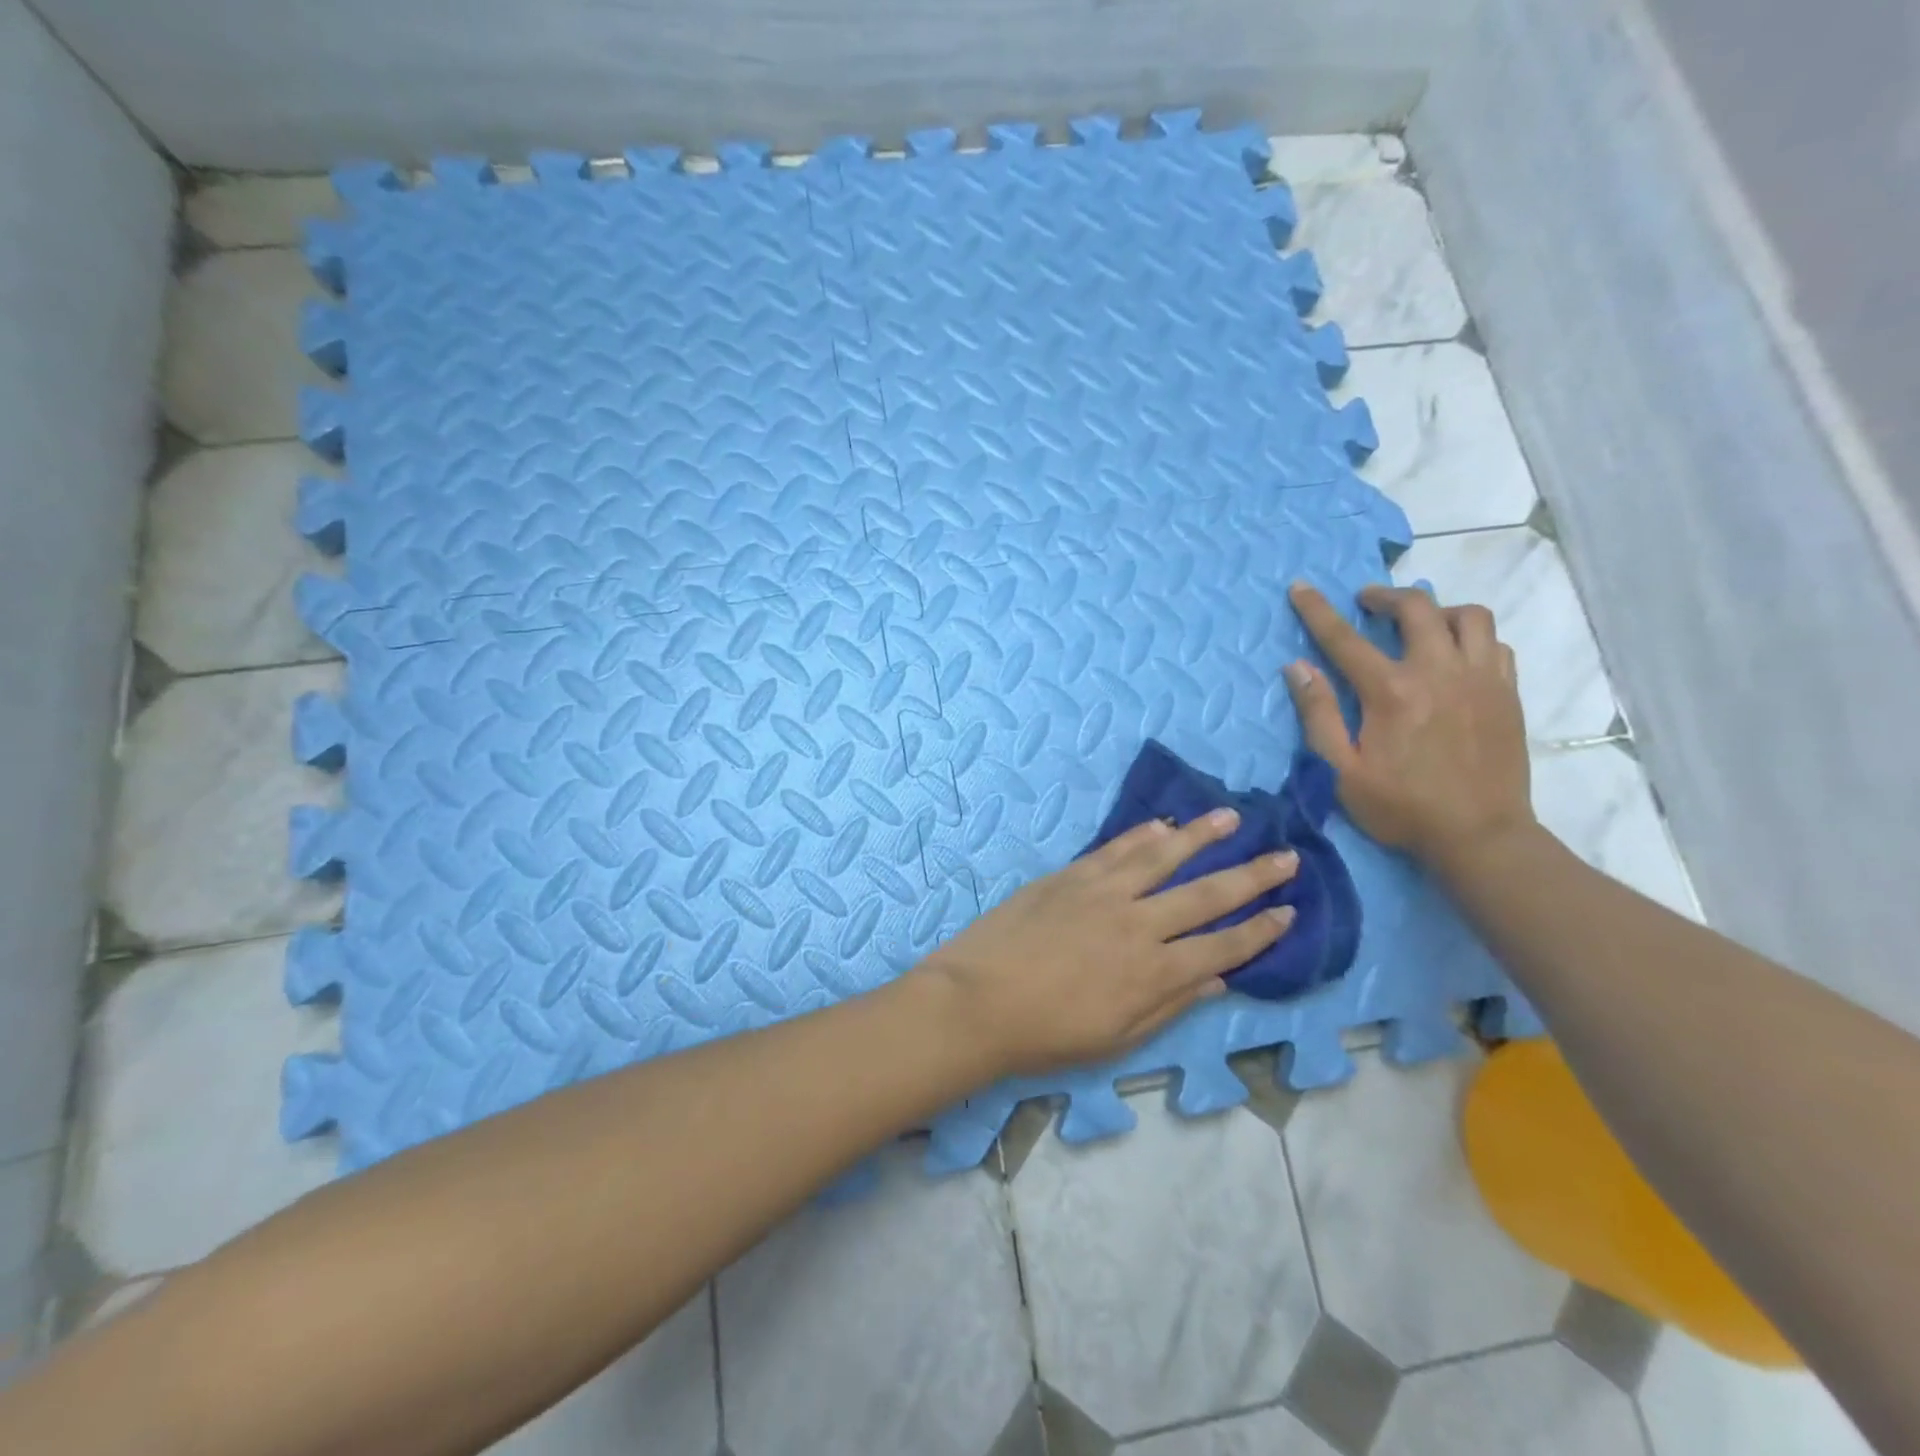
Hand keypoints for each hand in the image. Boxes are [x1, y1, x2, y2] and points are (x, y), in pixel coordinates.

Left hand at [921, 814, 1299, 1076]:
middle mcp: (1139, 924)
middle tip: (1287, 856)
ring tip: (1232, 817)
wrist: (977, 1001)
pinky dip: (1143, 834)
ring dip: (1202, 836)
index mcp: (1155, 972)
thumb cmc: (1047, 1034)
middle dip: (1252, 875)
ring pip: (1163, 856)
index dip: (1260, 930)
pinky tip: (1163, 824)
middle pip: (1207, 894)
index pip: (1223, 945)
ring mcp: (1103, 892)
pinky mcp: (1071, 875)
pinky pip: (1116, 849)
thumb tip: (1217, 978)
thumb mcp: (1117, 1039)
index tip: (1288, 911)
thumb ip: (1170, 1005)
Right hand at [1285, 582, 1535, 866]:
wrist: (1480, 836)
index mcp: (1392, 691)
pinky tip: (1454, 654)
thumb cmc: (1401, 807)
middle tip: (1366, 602)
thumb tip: (1298, 667)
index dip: (1318, 610)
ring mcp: (1481, 679)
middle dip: (1385, 595)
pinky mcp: (1507, 693)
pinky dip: (1470, 636)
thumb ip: (1318, 715)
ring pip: (1468, 615)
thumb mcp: (1341, 770)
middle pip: (1417, 608)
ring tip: (1419, 624)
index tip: (1301, 586)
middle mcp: (1439, 672)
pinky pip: (1494, 643)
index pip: (1345, 638)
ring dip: (1437, 609)